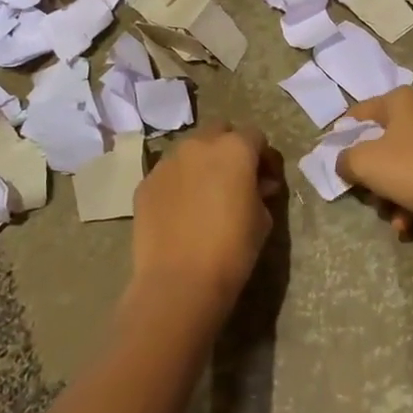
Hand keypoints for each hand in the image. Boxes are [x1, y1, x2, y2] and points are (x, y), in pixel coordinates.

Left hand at [131, 122, 279, 320]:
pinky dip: (178, 183)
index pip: (255, 136)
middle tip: (235, 179)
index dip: (263, 156)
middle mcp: (199, 144)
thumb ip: (261, 192)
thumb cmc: (231, 250)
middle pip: (219, 131)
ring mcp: (168, 162)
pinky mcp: (146, 182)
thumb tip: (257, 184)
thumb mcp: (263, 220)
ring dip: (201, 163)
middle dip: (229, 148)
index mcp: (234, 148)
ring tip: (205, 195)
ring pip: (190, 150)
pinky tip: (181, 211)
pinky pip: (168, 173)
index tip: (266, 180)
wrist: (179, 281)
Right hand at [338, 87, 412, 239]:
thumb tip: (345, 162)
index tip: (334, 155)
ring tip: (393, 219)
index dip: (344, 133)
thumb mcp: (365, 163)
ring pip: (408, 163)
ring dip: (394, 193)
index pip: (362, 111)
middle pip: (386, 141)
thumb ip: (346, 159)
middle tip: (367, 194)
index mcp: (402, 100)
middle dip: (374, 173)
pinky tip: (411, 224)